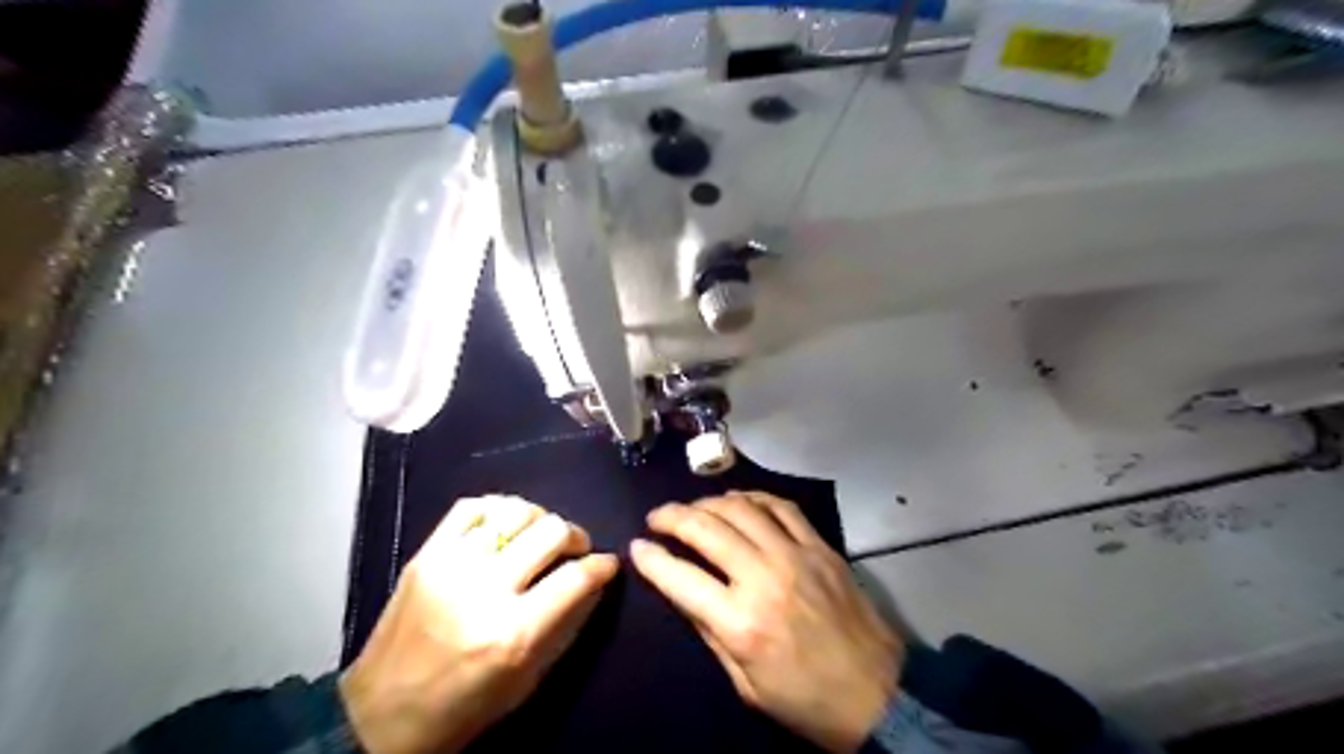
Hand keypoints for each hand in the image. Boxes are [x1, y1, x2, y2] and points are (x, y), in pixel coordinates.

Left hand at [341, 494, 619, 753]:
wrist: (379, 717)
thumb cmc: (463, 708)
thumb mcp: (527, 680)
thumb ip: (566, 625)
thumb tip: (595, 581)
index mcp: (512, 633)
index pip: (575, 577)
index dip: (601, 565)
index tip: (608, 563)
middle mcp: (484, 590)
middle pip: (551, 532)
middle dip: (576, 536)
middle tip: (576, 548)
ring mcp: (450, 566)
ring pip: (514, 511)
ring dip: (540, 519)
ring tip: (540, 535)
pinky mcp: (425, 555)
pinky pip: (470, 507)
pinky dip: (497, 508)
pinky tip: (505, 524)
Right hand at [630, 493, 900, 750]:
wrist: (880, 696)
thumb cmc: (807, 701)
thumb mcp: (746, 685)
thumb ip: (711, 633)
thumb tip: (684, 591)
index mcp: (741, 623)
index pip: (680, 577)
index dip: (651, 559)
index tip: (637, 546)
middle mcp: (764, 578)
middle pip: (706, 529)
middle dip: (672, 516)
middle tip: (657, 517)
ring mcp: (796, 555)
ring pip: (741, 508)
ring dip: (708, 502)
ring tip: (693, 508)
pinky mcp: (821, 547)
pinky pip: (782, 507)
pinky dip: (754, 497)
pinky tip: (738, 501)